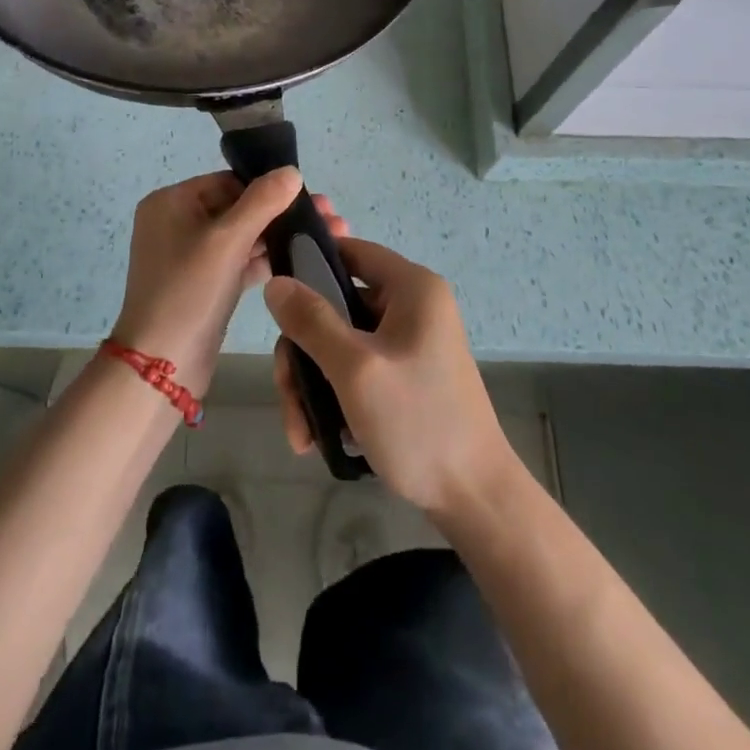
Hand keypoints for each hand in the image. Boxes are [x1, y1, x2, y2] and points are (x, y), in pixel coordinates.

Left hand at [112, 169, 347, 393]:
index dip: (269, 187)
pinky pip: (239, 262)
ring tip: (330, 237)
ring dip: (281, 236)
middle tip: (331, 218)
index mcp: (171, 202)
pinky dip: (267, 260)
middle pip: (238, 207)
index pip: (228, 181)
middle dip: (282, 213)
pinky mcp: (204, 284)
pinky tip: (306, 260)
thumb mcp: (227, 241)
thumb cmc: (189, 292)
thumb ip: (262, 202)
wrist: (162, 367)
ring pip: (243, 236)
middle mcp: (177, 223)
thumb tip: (291, 171)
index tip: (312, 198)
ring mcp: (190, 256)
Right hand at [266, 237, 513, 515]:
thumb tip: (276, 282)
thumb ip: (312, 321)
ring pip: (339, 342)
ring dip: (312, 383)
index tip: (274, 295)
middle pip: (336, 305)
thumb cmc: (418, 423)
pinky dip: (334, 396)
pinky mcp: (405, 375)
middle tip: (288, 396)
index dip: (309, 262)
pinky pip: (356, 369)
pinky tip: (319, 437)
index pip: (351, 250)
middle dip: (303, 351)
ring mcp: (409, 343)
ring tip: (301, 433)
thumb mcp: (356, 370)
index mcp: (412, 288)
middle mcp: (412, 306)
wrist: (474, 499)